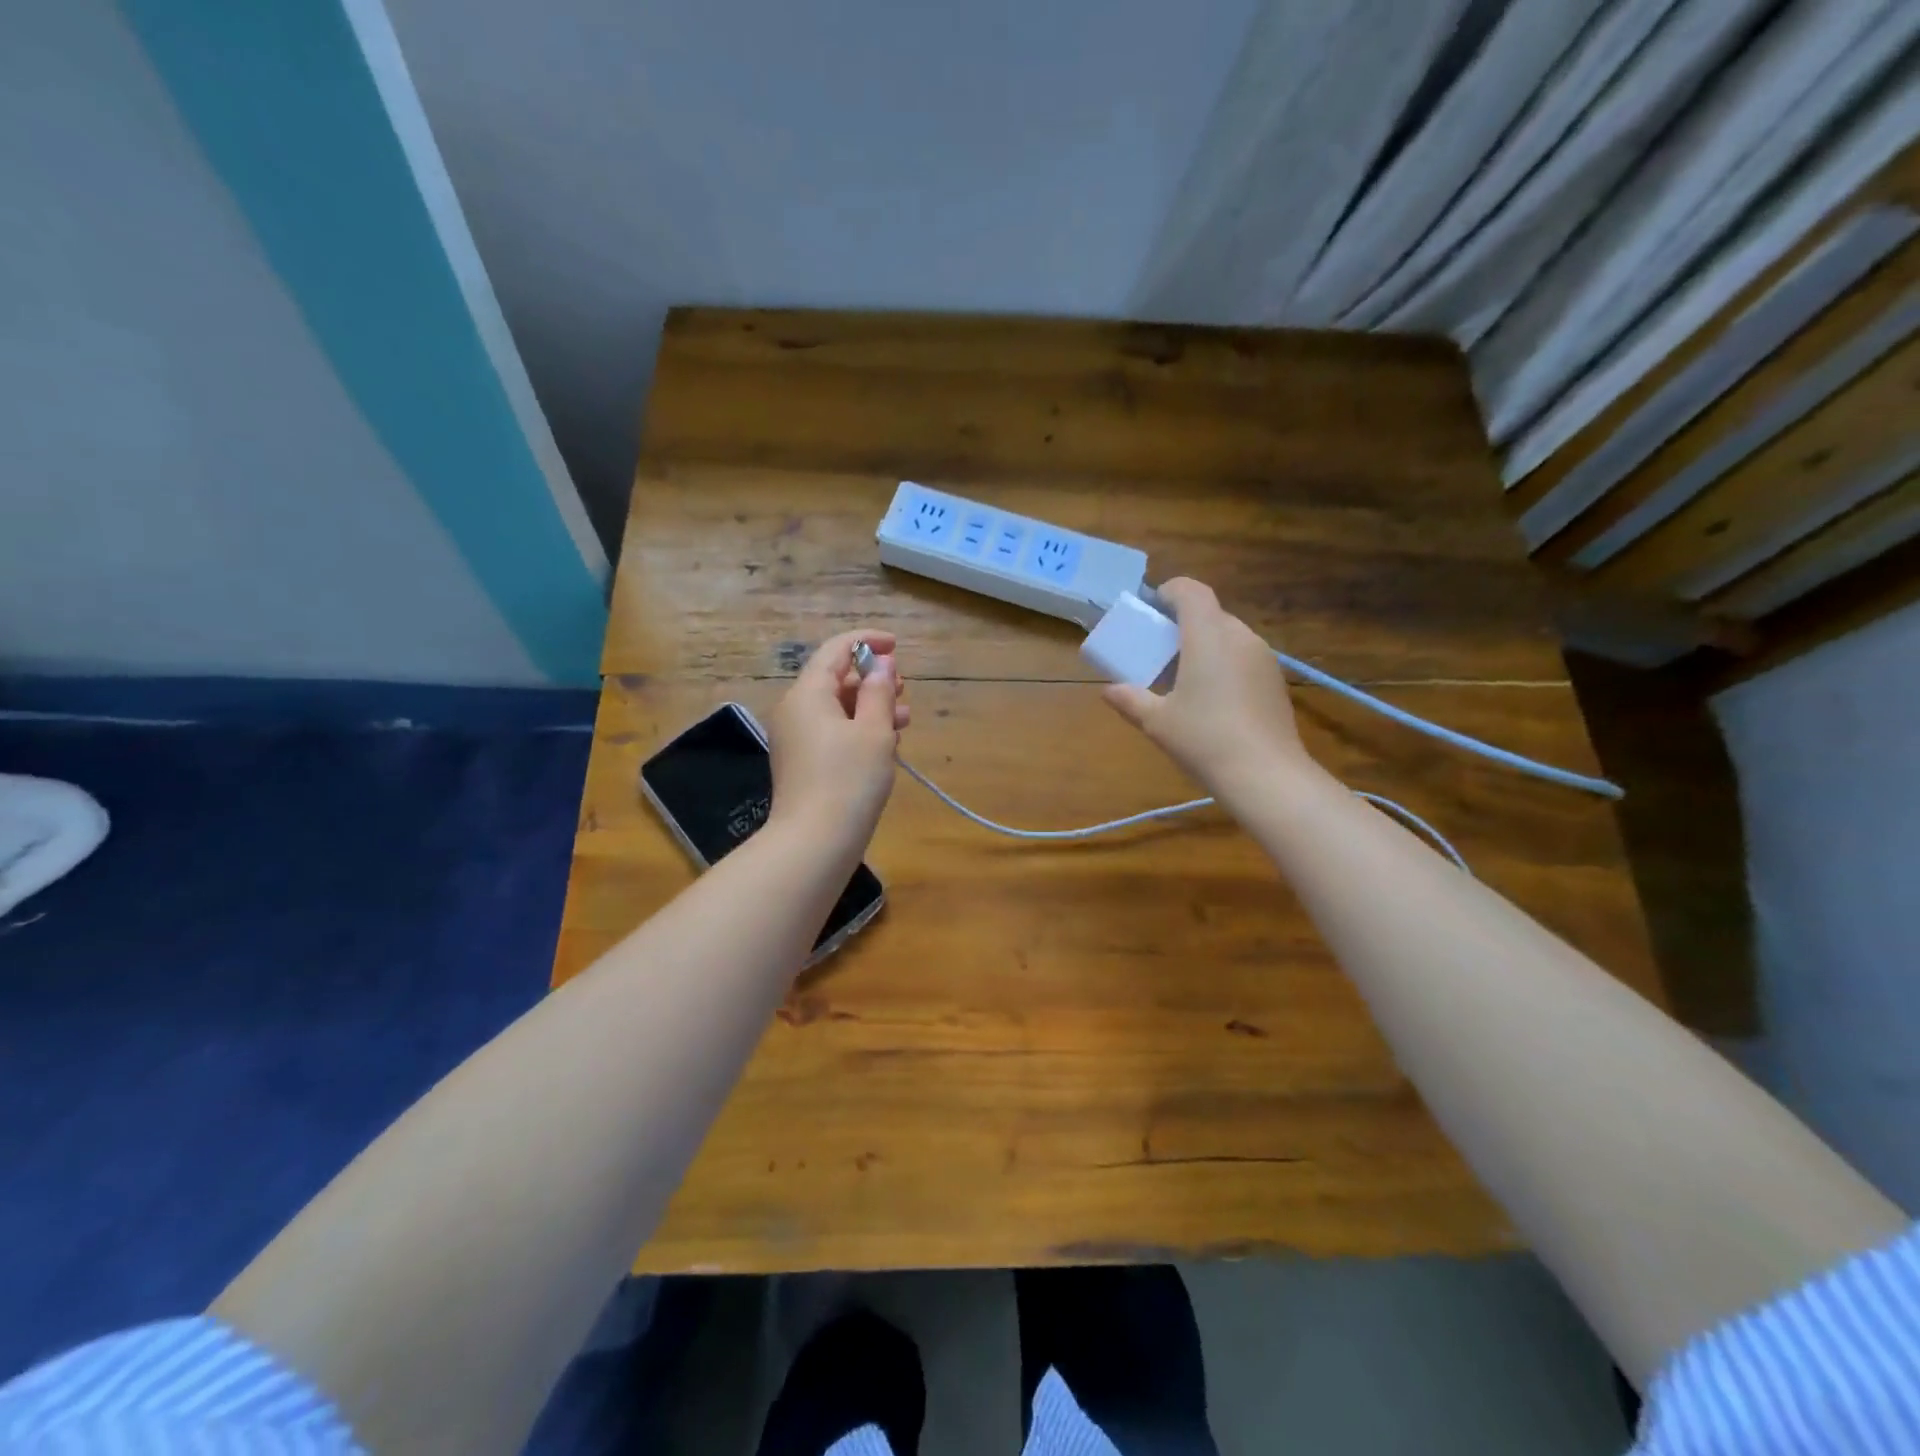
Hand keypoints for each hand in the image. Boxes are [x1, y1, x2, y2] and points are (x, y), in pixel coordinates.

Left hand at [767, 629, 908, 858]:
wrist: (815, 842)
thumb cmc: (849, 780)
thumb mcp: (874, 731)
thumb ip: (879, 692)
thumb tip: (881, 665)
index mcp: (808, 694)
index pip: (835, 650)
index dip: (867, 641)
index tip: (897, 646)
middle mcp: (795, 710)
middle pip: (834, 679)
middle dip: (871, 679)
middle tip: (904, 689)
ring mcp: (795, 738)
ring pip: (836, 708)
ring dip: (870, 707)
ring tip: (904, 718)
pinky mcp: (802, 763)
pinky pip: (831, 732)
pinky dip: (858, 729)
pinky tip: (886, 743)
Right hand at [1103, 578, 1309, 795]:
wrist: (1266, 775)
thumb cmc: (1204, 739)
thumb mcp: (1157, 722)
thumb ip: (1130, 699)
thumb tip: (1108, 690)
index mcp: (1208, 636)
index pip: (1191, 591)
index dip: (1169, 592)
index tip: (1151, 609)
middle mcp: (1240, 636)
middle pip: (1210, 613)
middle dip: (1182, 623)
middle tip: (1160, 650)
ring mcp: (1263, 657)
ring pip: (1229, 635)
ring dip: (1204, 643)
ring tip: (1184, 675)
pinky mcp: (1275, 680)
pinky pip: (1244, 656)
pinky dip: (1224, 662)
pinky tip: (1212, 697)